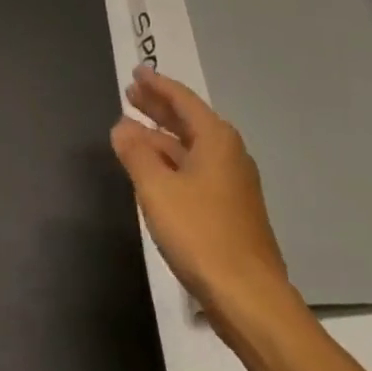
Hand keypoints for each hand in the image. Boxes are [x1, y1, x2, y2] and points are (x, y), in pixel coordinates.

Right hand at [111, 64, 297, 338]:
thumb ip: (136, 154)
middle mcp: (228, 153)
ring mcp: (232, 183)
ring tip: (132, 130)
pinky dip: (171, 162)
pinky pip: (195, 170)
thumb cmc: (201, 234)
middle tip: (130, 94)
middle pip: (188, 120)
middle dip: (158, 107)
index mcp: (216, 139)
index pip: (182, 100)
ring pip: (190, 148)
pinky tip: (154, 171)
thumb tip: (122, 126)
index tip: (137, 72)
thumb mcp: (158, 190)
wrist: (250, 298)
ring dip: (161, 137)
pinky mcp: (230, 210)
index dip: (157, 85)